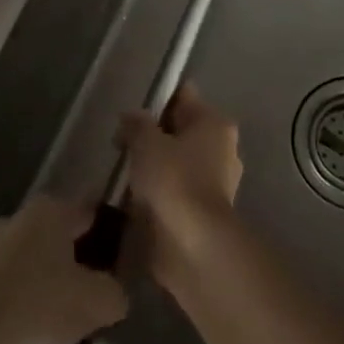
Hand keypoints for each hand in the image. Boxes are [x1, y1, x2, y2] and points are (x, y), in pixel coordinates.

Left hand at [0, 195, 128, 343]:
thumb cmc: (37, 306)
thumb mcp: (95, 303)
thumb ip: (115, 294)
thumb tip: (115, 295)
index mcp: (51, 210)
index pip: (88, 213)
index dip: (106, 235)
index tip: (117, 261)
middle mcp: (19, 218)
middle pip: (58, 236)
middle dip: (75, 259)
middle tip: (91, 292)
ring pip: (31, 259)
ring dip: (45, 280)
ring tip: (60, 317)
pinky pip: (8, 283)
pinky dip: (21, 299)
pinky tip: (29, 328)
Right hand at [119, 86, 243, 295]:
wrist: (193, 246)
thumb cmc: (173, 182)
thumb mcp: (146, 143)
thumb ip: (136, 124)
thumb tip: (131, 117)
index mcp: (214, 123)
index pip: (183, 97)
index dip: (155, 102)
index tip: (130, 117)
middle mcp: (222, 148)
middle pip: (179, 131)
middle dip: (150, 138)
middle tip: (122, 147)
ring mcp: (216, 181)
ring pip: (176, 162)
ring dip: (152, 168)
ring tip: (123, 177)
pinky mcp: (204, 211)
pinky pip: (176, 190)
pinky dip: (157, 193)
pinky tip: (134, 201)